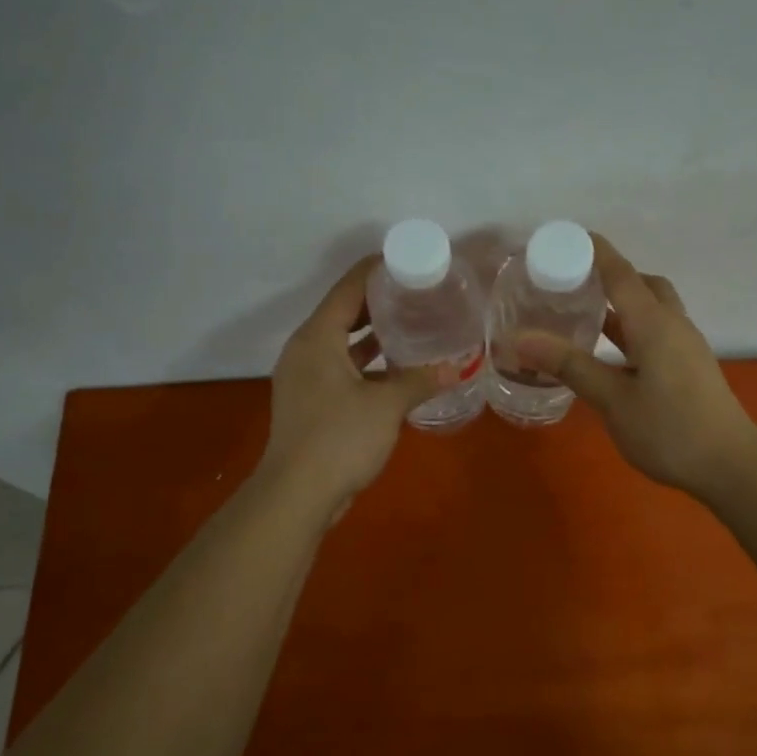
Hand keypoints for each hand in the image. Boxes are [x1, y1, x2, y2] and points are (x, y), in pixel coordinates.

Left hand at [258, 257, 451, 513]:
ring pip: (342, 343)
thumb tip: (460, 366)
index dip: (377, 270)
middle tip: (419, 293)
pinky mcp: (311, 401)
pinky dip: (366, 363)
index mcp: (317, 337)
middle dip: (379, 301)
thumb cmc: (338, 439)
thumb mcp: (386, 406)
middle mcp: (306, 350)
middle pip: (343, 312)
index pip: (348, 288)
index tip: (410, 261)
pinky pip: (341, 367)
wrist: (296, 494)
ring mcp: (305, 377)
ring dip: (373, 334)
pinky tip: (396, 368)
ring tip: (412, 324)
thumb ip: (421, 380)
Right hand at [518, 235, 756, 499]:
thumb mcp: (613, 400)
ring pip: (652, 309)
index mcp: (654, 324)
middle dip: (610, 276)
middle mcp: (673, 325)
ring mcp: (686, 346)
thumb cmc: (670, 431)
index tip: (563, 237)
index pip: (620, 273)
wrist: (731, 466)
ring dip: (622, 304)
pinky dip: (632, 328)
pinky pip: (657, 331)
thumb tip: (520, 339)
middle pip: (642, 284)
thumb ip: (570, 366)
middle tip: (573, 283)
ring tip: (584, 314)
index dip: (593, 250)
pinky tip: (611, 352)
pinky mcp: (690, 366)